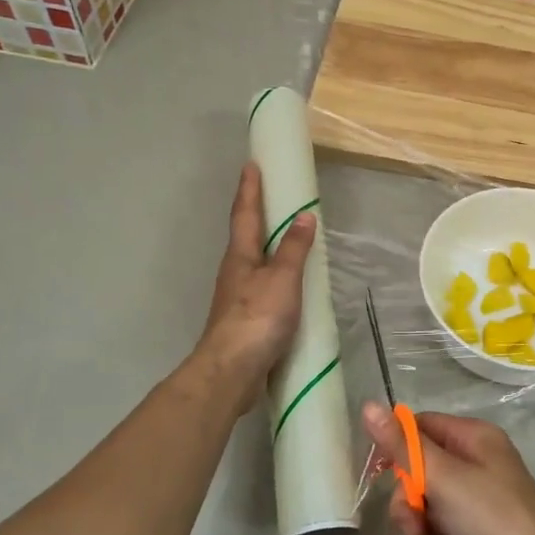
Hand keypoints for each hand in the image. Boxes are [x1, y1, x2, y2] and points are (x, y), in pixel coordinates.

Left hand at [199, 162, 315, 409]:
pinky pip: (261, 285)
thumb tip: (303, 216)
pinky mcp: (244, 319)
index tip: (251, 165)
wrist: (231, 370)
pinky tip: (286, 283)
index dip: (250, 189)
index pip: (246, 214)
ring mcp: (237, 296)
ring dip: (265, 245)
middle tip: (270, 195)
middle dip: (256, 214)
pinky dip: (273, 274)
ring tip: (283, 236)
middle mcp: (235, 271)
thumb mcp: (283, 279)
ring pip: (252, 261)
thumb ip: (294, 249)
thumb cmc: (257, 318)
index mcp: (241, 256)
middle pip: (245, 235)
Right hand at [363, 405, 534, 534]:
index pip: (422, 425)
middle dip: (406, 495)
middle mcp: (480, 459)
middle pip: (423, 465)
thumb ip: (402, 444)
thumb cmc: (490, 519)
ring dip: (412, 522)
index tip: (378, 473)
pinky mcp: (481, 529)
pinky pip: (442, 526)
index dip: (396, 446)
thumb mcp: (441, 478)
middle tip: (407, 521)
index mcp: (475, 436)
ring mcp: (482, 496)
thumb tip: (368, 405)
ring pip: (430, 499)